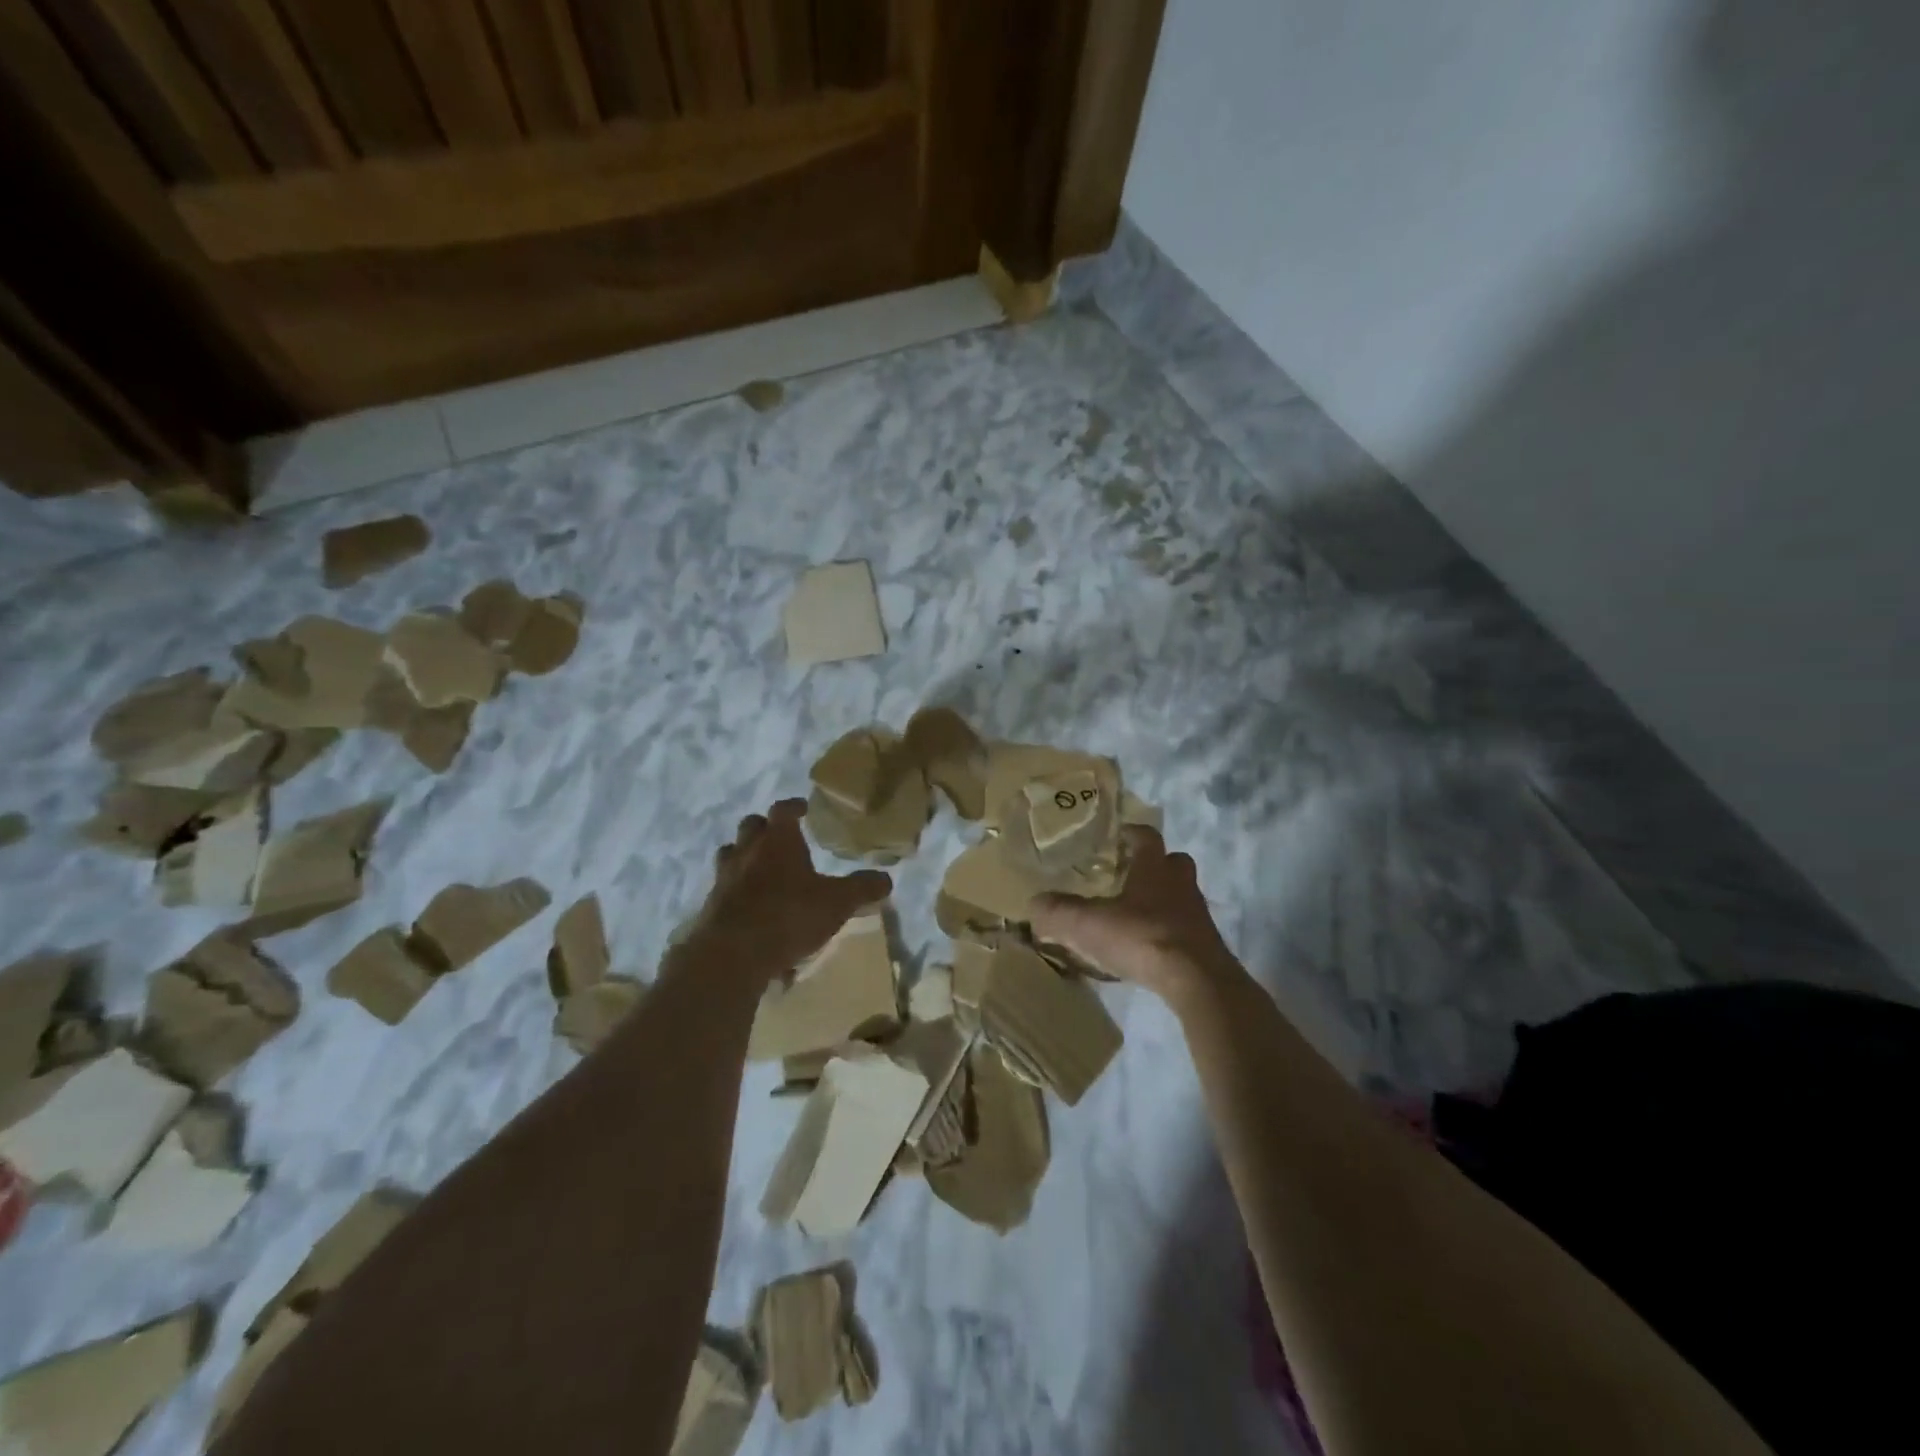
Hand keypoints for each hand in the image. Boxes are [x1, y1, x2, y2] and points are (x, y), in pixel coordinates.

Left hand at [685, 799, 891, 978]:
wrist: (732, 953)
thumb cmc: (789, 915)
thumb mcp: (837, 902)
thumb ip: (862, 888)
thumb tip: (886, 879)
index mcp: (778, 840)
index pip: (783, 809)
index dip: (794, 806)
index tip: (804, 808)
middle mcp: (747, 850)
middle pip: (751, 825)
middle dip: (765, 828)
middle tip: (781, 837)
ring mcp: (724, 877)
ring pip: (731, 854)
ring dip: (744, 856)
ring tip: (761, 869)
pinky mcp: (711, 905)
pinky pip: (724, 888)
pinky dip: (737, 891)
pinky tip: (751, 909)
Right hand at [1031, 826, 1240, 1004]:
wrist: (1197, 980)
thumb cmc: (1142, 938)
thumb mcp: (1088, 924)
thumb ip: (1058, 912)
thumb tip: (1033, 903)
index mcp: (1154, 868)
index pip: (1146, 836)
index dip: (1132, 833)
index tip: (1118, 836)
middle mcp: (1180, 883)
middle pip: (1173, 862)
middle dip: (1154, 865)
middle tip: (1130, 875)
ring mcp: (1198, 914)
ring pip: (1181, 895)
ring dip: (1162, 900)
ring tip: (1135, 916)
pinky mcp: (1206, 944)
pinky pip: (1185, 928)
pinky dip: (1168, 931)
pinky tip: (1148, 947)